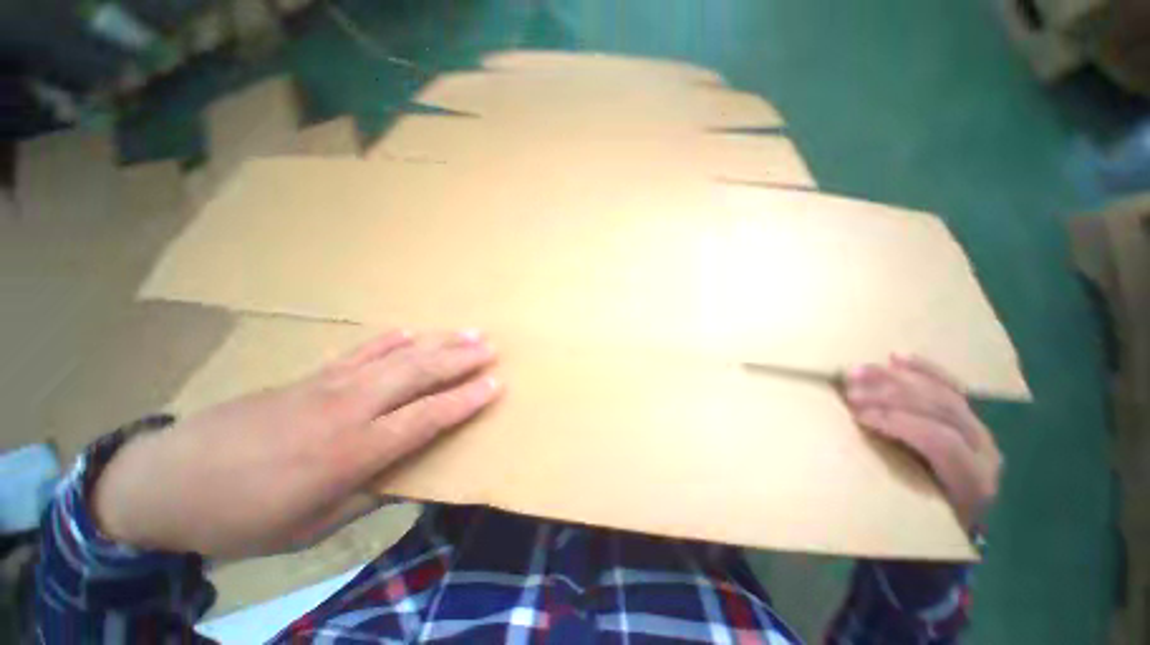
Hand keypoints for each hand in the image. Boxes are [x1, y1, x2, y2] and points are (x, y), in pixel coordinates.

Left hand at [92, 329, 501, 558]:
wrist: (168, 482)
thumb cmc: (242, 518)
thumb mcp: (309, 529)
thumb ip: (366, 499)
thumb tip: (409, 481)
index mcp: (351, 452)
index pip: (426, 418)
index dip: (465, 400)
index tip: (495, 384)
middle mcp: (347, 409)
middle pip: (417, 375)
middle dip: (459, 360)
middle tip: (491, 348)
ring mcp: (328, 386)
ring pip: (396, 356)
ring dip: (437, 344)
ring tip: (468, 332)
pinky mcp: (309, 376)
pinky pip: (360, 352)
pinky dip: (389, 341)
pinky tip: (410, 332)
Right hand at [843, 354, 1001, 529]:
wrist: (955, 526)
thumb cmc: (925, 524)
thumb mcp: (912, 518)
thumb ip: (893, 488)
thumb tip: (846, 462)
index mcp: (972, 482)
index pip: (941, 442)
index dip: (900, 424)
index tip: (858, 415)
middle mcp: (984, 453)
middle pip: (941, 411)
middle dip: (893, 394)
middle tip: (850, 384)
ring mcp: (980, 432)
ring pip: (943, 394)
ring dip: (897, 379)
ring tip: (859, 369)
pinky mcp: (969, 420)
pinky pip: (950, 387)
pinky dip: (922, 370)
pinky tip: (897, 357)